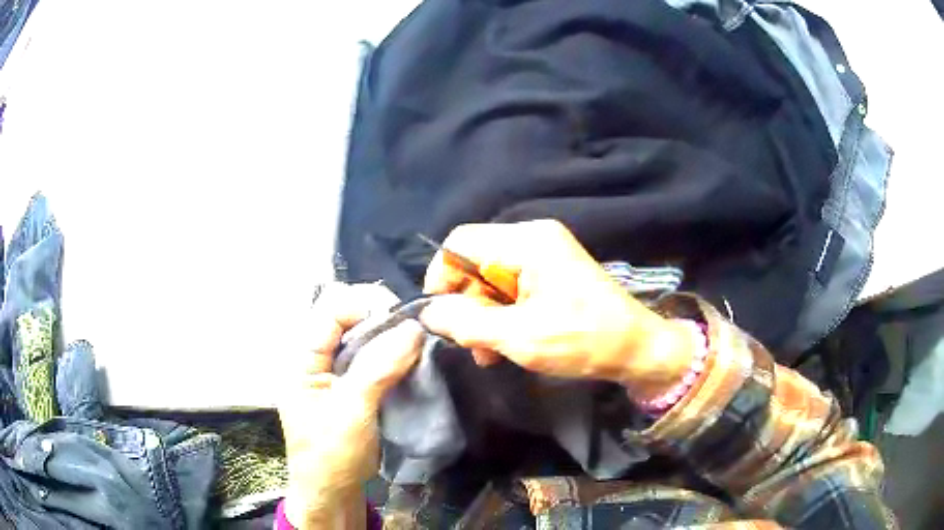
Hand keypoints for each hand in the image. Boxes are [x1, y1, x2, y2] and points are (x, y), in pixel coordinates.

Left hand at [279, 283, 423, 528]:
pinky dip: (394, 356)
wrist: (333, 494)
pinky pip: (374, 358)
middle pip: (348, 318)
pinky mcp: (353, 387)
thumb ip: (378, 367)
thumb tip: (413, 327)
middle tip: (415, 333)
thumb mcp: (351, 411)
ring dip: (391, 338)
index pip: (330, 310)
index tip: (401, 319)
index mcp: (303, 358)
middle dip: (382, 319)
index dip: (364, 305)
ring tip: (418, 346)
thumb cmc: (332, 455)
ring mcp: (336, 373)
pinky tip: (412, 361)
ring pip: (364, 337)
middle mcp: (318, 358)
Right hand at [420, 220, 693, 400]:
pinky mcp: (552, 273)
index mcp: (527, 242)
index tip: (441, 316)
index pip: (459, 242)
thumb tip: (427, 312)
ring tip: (487, 353)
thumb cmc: (583, 340)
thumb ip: (466, 323)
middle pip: (474, 260)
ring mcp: (545, 254)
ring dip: (482, 314)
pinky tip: (504, 344)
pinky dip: (501, 313)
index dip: (441, 277)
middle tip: (471, 344)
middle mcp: (534, 238)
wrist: (637, 348)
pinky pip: (510, 286)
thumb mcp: (518, 337)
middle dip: (466, 303)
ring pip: (489, 277)